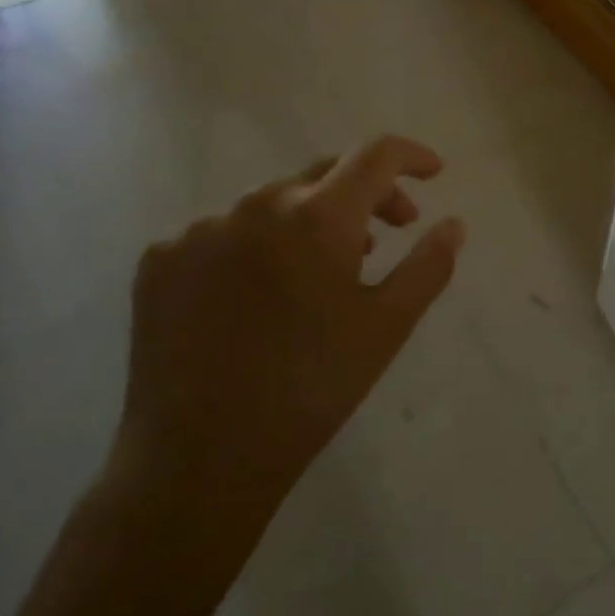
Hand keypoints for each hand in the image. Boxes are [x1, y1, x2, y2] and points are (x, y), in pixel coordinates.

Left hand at [107, 135, 465, 561]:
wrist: (199, 460)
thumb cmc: (311, 389)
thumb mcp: (387, 327)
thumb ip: (428, 265)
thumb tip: (454, 223)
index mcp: (316, 216)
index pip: (375, 155)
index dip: (411, 155)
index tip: (433, 173)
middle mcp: (255, 204)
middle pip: (324, 173)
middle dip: (367, 194)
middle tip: (389, 232)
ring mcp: (200, 228)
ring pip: (272, 203)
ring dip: (309, 221)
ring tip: (322, 271)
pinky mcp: (160, 258)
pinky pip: (223, 232)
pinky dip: (254, 245)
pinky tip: (257, 295)